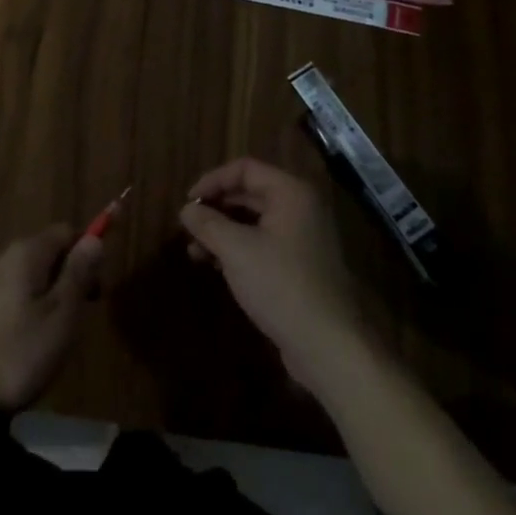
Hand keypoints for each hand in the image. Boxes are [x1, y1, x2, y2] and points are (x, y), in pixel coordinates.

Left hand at [0, 225, 103, 420]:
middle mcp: (1, 255)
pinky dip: (23, 308)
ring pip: (26, 276)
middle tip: (78, 320)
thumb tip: (95, 238)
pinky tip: (22, 343)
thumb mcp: (61, 317)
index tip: (97, 291)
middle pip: (45, 252)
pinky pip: (7, 294)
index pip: (66, 232)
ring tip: (52, 337)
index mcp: (25, 252)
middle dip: (67, 277)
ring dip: (45, 295)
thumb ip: (78, 274)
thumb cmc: (15, 355)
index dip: (87, 254)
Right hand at [179, 158, 372, 390]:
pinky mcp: (301, 266)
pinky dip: (238, 249)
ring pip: (254, 221)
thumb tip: (187, 209)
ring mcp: (304, 238)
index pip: (245, 169)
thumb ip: (207, 224)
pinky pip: (263, 244)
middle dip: (216, 208)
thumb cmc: (280, 285)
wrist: (328, 345)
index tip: (188, 202)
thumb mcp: (236, 250)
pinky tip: (216, 266)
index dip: (212, 180)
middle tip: (188, 226)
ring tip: (195, 251)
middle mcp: (301, 208)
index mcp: (291, 193)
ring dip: (223, 231)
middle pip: (250, 193)